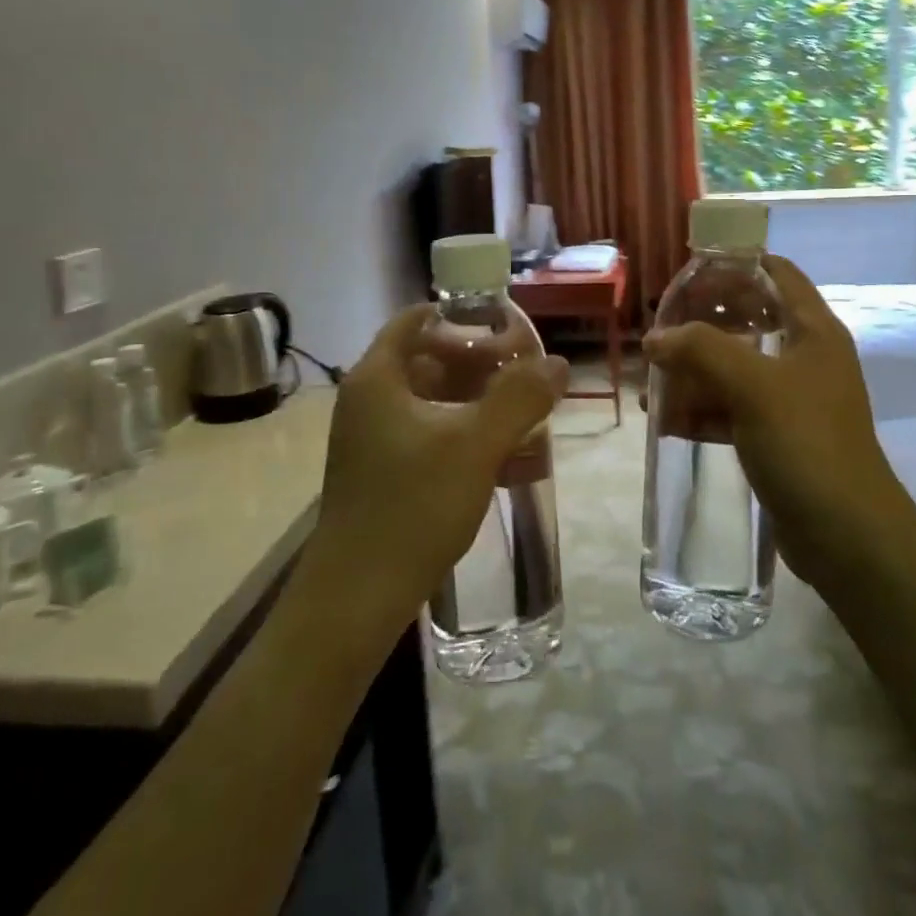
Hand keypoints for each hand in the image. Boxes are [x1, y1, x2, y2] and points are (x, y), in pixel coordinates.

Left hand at [301, 306, 568, 638]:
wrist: (357, 599)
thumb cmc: (413, 506)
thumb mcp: (475, 445)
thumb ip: (519, 398)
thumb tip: (557, 362)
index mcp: (379, 378)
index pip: (417, 320)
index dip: (461, 316)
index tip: (505, 325)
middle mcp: (369, 401)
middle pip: (428, 359)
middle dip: (479, 362)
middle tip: (526, 372)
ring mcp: (373, 439)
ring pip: (432, 400)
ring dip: (477, 400)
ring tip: (524, 412)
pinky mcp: (383, 472)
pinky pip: (429, 433)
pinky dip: (464, 432)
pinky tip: (504, 455)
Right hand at [643, 254, 899, 582]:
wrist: (848, 536)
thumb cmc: (806, 443)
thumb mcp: (752, 386)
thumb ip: (700, 350)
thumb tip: (655, 338)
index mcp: (812, 331)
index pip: (776, 273)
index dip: (734, 265)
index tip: (689, 273)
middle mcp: (805, 358)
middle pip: (749, 320)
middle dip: (702, 324)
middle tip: (661, 329)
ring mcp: (792, 400)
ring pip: (735, 369)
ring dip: (695, 373)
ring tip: (652, 385)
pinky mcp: (779, 437)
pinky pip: (733, 410)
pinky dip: (702, 411)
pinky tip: (667, 422)